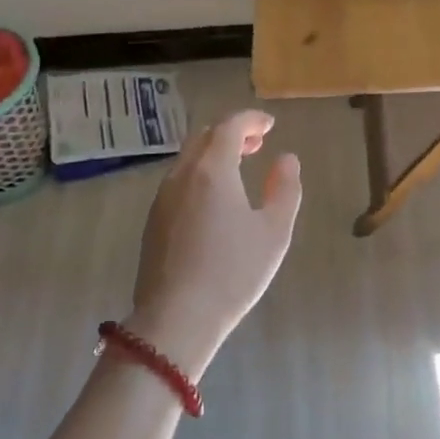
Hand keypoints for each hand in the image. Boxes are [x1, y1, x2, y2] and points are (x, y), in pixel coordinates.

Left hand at [127, 109, 301, 378]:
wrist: (176, 318)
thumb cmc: (233, 272)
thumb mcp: (274, 232)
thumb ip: (285, 189)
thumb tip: (286, 159)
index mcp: (211, 170)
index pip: (229, 126)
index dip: (251, 120)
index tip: (270, 124)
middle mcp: (181, 176)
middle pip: (204, 137)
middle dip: (231, 132)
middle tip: (256, 143)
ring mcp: (162, 198)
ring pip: (187, 159)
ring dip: (213, 154)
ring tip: (238, 169)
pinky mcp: (153, 221)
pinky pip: (178, 182)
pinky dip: (199, 174)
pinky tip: (214, 200)